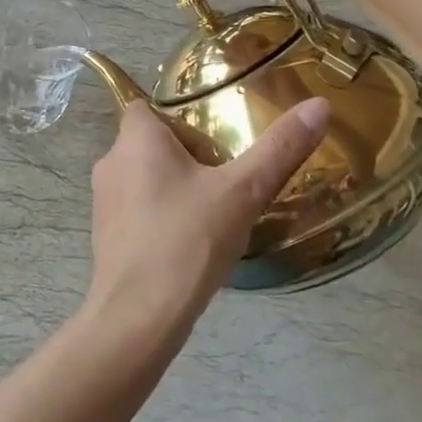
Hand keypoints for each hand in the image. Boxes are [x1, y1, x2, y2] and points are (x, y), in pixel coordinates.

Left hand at [85, 99, 330, 333]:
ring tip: (211, 210)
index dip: (179, 118)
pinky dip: (159, 216)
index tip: (213, 139)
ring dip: (172, 187)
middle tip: (223, 177)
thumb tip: (319, 105)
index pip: (148, 107)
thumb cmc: (187, 240)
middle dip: (184, 155)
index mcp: (135, 139)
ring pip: (142, 179)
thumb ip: (279, 148)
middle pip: (148, 143)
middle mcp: (111, 162)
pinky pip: (136, 211)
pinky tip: (189, 242)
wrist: (138, 316)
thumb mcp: (242, 192)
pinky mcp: (104, 236)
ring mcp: (102, 202)